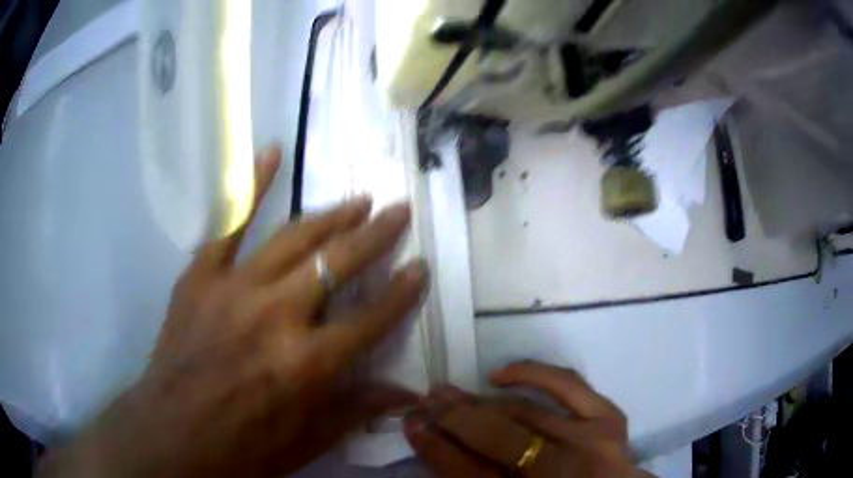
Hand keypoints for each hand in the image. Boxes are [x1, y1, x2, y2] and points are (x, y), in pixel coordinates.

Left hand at [38, 145, 428, 477]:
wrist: (172, 431)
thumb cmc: (242, 446)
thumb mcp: (306, 441)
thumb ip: (355, 410)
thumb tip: (409, 396)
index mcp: (307, 363)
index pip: (371, 318)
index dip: (402, 293)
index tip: (421, 267)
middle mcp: (277, 316)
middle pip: (337, 263)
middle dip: (376, 235)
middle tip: (399, 210)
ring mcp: (235, 288)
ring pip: (294, 238)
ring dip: (332, 215)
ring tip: (357, 199)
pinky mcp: (201, 275)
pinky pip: (230, 222)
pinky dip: (252, 185)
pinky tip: (273, 152)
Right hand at [404, 361, 650, 476]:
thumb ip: (474, 477)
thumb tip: (438, 445)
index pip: (470, 473)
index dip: (436, 449)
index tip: (411, 425)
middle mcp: (563, 471)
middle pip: (496, 439)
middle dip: (452, 420)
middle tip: (423, 404)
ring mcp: (591, 441)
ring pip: (523, 413)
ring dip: (478, 401)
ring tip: (447, 391)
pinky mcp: (608, 419)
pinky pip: (566, 386)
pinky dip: (532, 374)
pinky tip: (499, 374)